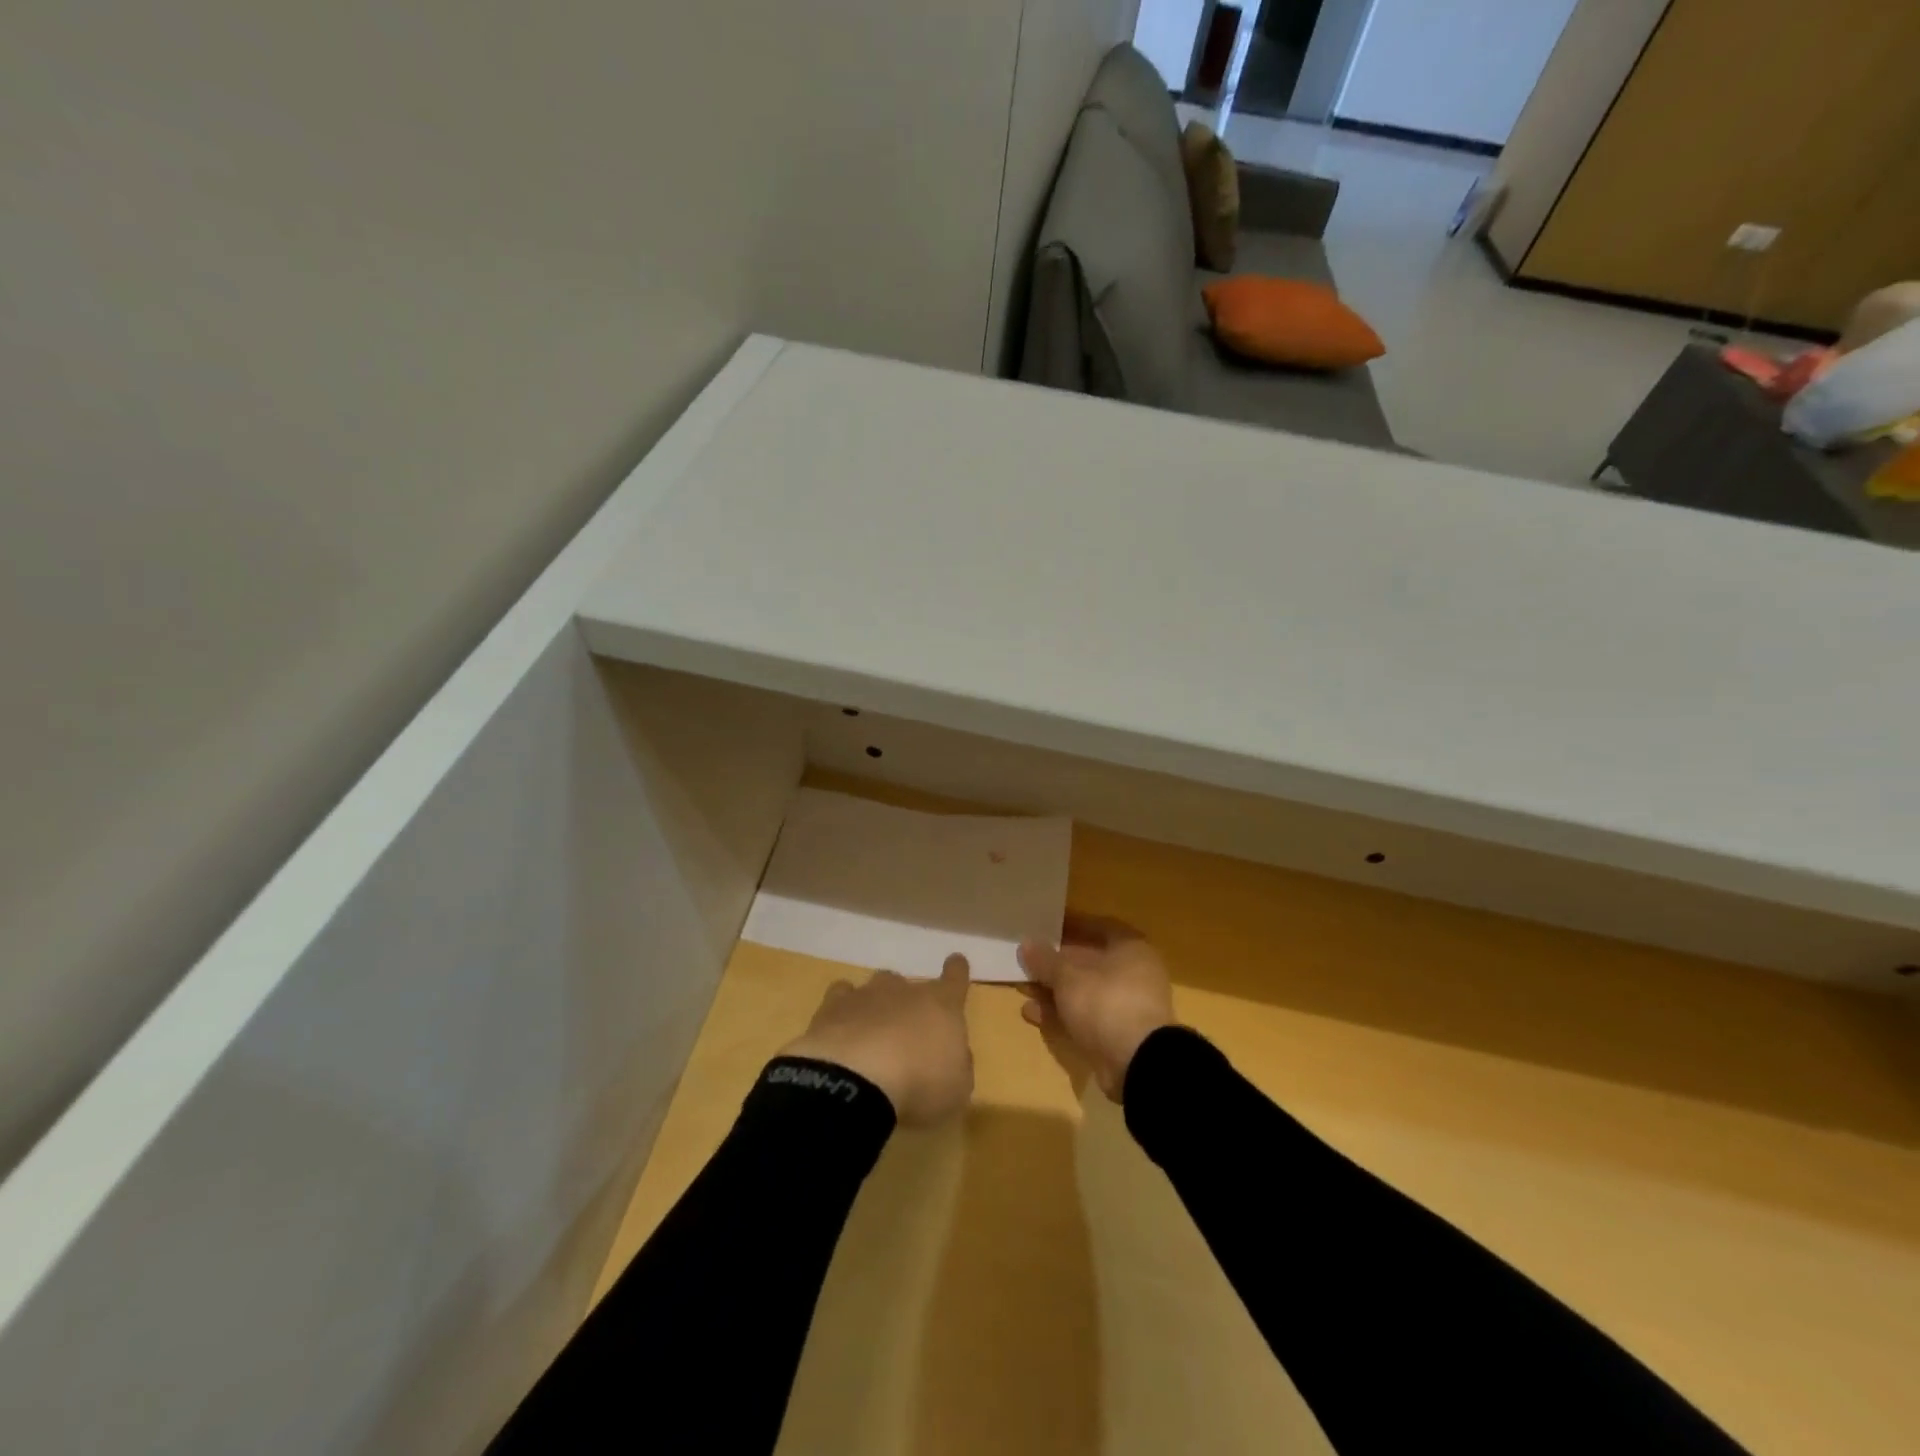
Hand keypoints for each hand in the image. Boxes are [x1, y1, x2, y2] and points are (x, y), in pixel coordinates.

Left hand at [781, 955, 973, 1124]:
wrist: (856, 1080)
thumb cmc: (919, 1085)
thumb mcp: (957, 1089)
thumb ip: (958, 1065)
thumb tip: (952, 1054)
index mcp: (942, 1005)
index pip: (955, 978)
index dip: (956, 971)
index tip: (956, 962)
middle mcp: (904, 990)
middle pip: (908, 984)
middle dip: (907, 1003)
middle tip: (905, 1034)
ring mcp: (865, 995)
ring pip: (874, 987)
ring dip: (875, 1005)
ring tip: (870, 1032)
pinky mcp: (830, 1008)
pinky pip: (840, 998)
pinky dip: (842, 1012)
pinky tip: (839, 1030)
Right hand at [1018, 915, 1173, 1101]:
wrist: (1137, 1064)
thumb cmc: (1106, 1003)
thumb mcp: (1068, 976)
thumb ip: (1045, 960)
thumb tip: (1026, 943)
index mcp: (1130, 949)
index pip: (1097, 927)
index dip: (1069, 926)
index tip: (1042, 927)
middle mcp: (1132, 973)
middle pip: (1088, 962)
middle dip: (1055, 964)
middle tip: (1025, 961)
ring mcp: (1124, 1006)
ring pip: (1083, 991)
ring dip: (1053, 991)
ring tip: (1021, 988)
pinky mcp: (1115, 1034)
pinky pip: (1082, 1016)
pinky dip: (1059, 1014)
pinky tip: (1030, 1013)